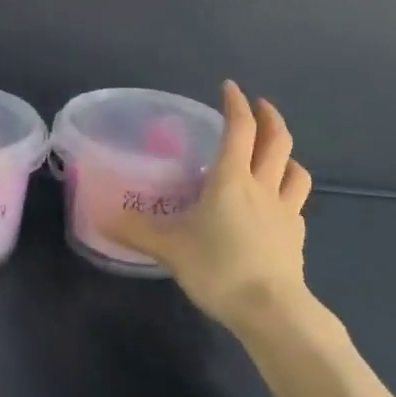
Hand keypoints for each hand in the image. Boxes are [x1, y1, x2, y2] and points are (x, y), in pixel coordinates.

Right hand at [104, 81, 314, 334]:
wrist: (270, 309)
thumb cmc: (218, 268)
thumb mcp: (169, 248)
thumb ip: (136, 230)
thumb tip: (99, 217)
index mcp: (232, 179)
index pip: (239, 129)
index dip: (235, 104)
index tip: (230, 87)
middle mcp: (262, 186)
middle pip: (277, 141)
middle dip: (270, 118)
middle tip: (260, 106)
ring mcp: (285, 210)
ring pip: (295, 170)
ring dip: (287, 154)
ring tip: (276, 153)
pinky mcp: (296, 235)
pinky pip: (296, 202)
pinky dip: (289, 192)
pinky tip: (278, 204)